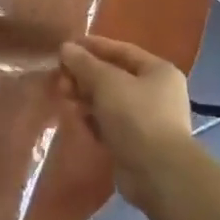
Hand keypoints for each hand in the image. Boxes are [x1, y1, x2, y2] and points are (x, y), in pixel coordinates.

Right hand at [59, 37, 195, 209]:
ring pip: (109, 101)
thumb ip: (84, 63)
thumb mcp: (106, 82)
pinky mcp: (136, 142)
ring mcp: (147, 119)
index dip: (93, 46)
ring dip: (86, 98)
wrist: (157, 172)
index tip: (66, 47)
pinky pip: (109, 123)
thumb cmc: (135, 116)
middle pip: (113, 76)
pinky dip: (93, 120)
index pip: (121, 50)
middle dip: (84, 76)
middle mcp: (156, 92)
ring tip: (65, 99)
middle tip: (60, 79)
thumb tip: (66, 48)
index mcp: (158, 71)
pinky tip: (78, 120)